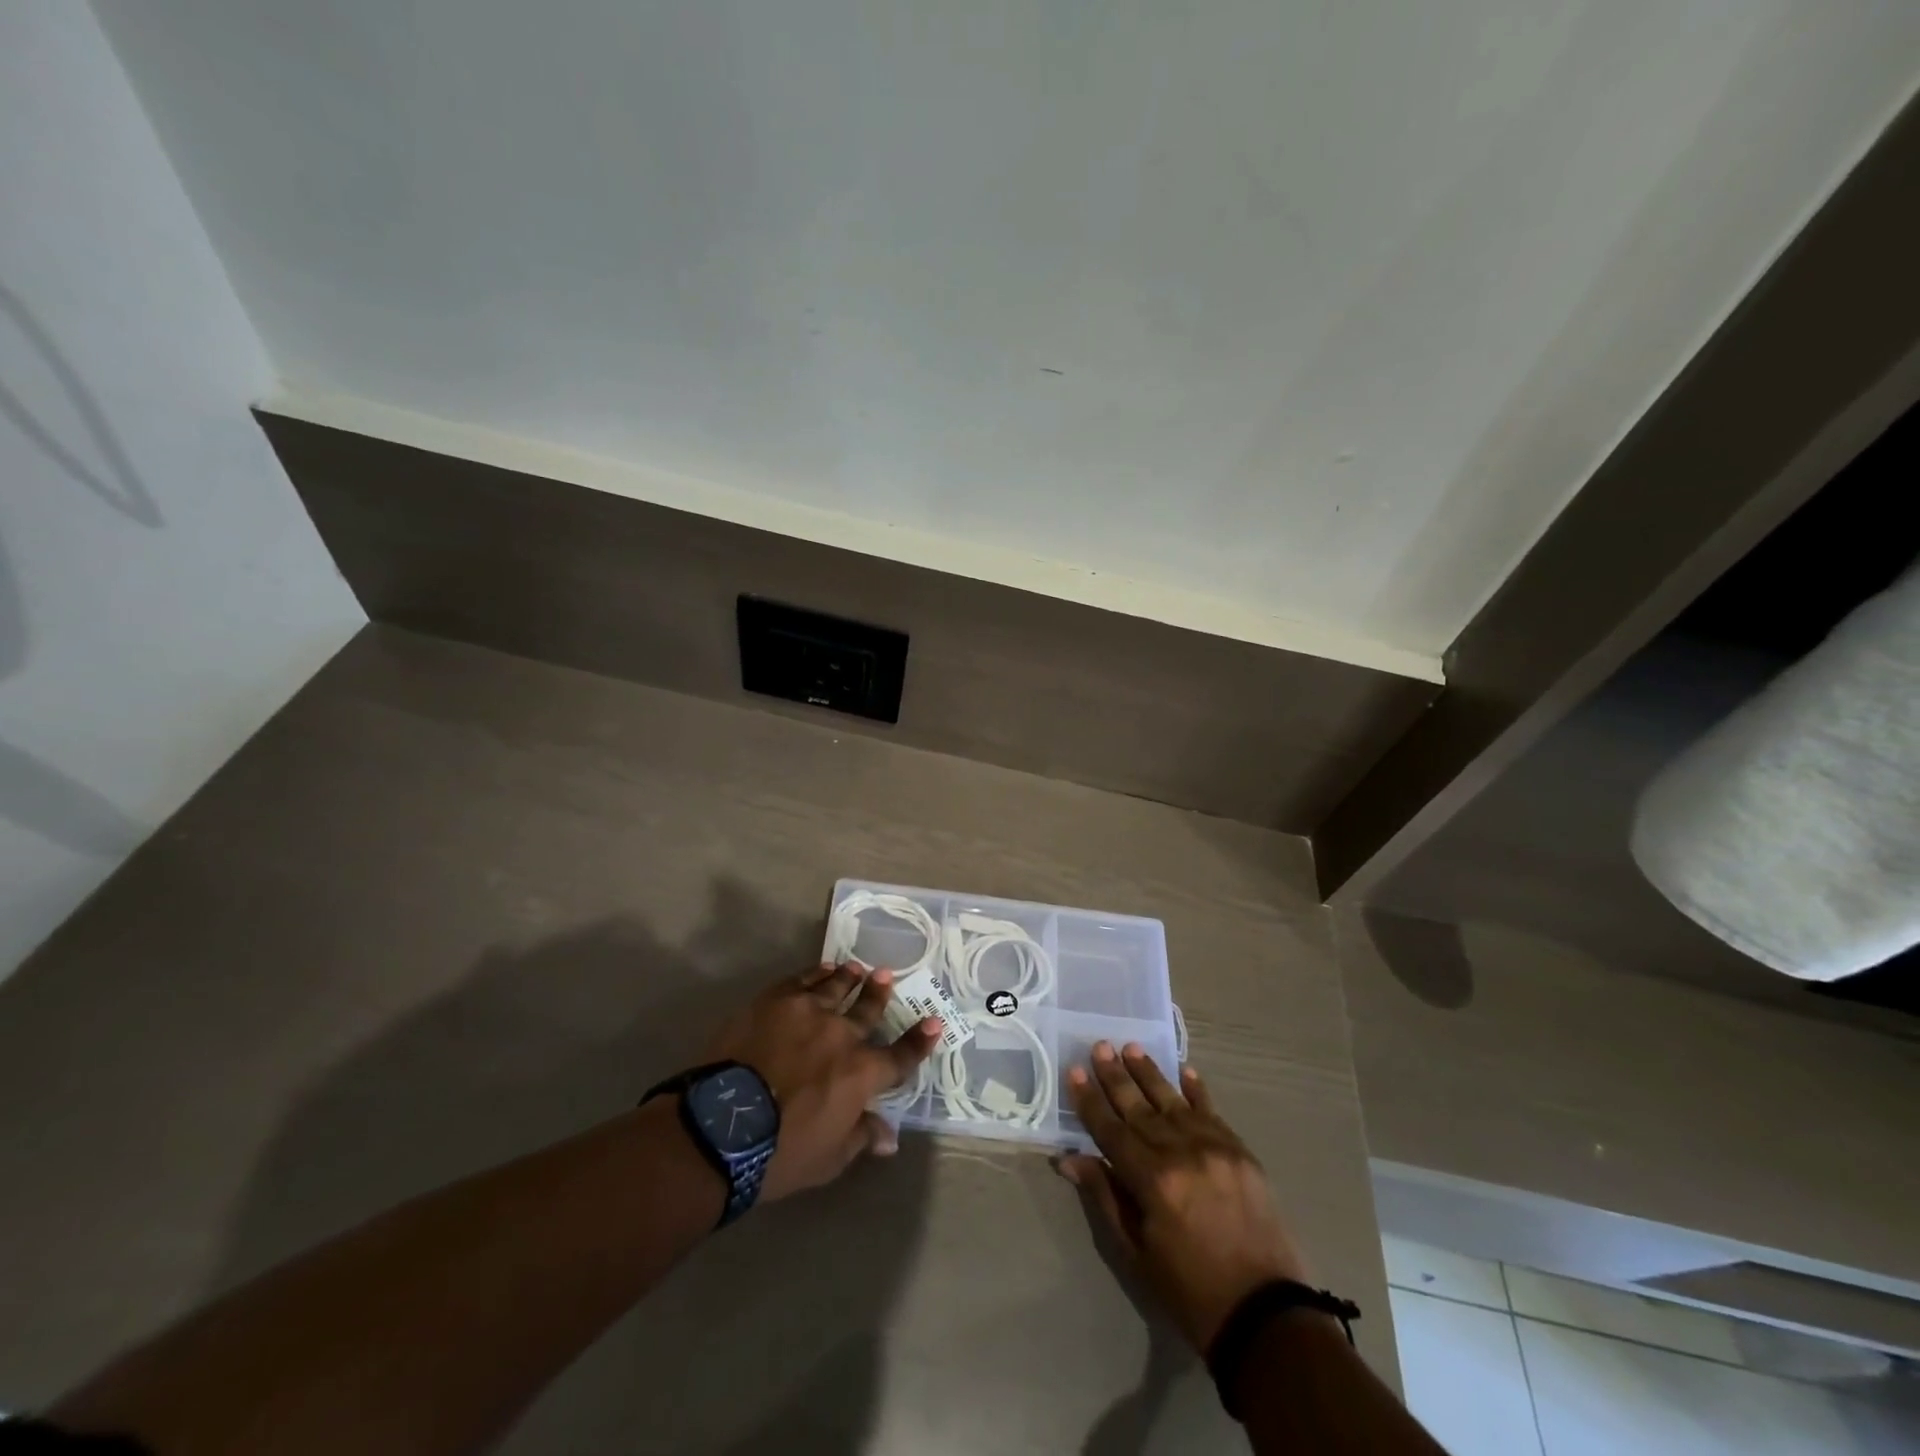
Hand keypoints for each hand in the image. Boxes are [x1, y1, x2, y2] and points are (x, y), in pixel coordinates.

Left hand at [704, 963, 939, 1201]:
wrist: (723, 1126)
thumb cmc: (781, 1153)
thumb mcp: (829, 1159)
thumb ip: (861, 1137)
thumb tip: (890, 1136)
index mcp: (862, 1073)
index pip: (900, 1056)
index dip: (919, 1041)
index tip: (934, 1022)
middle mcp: (843, 1035)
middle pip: (868, 1010)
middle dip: (880, 994)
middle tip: (887, 976)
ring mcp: (809, 1011)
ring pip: (837, 987)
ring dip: (850, 978)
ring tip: (858, 968)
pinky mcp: (776, 1000)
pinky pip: (803, 980)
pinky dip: (817, 973)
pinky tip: (823, 969)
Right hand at [1056, 1042, 1308, 1351]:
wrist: (1266, 1316)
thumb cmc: (1190, 1291)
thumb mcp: (1138, 1253)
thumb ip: (1106, 1197)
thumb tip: (1070, 1159)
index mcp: (1153, 1182)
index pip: (1111, 1130)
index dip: (1090, 1101)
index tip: (1074, 1071)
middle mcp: (1182, 1153)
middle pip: (1140, 1108)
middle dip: (1116, 1077)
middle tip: (1099, 1046)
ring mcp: (1216, 1149)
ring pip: (1173, 1101)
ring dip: (1150, 1073)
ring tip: (1130, 1047)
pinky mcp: (1242, 1153)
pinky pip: (1213, 1112)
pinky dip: (1197, 1090)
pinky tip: (1184, 1070)